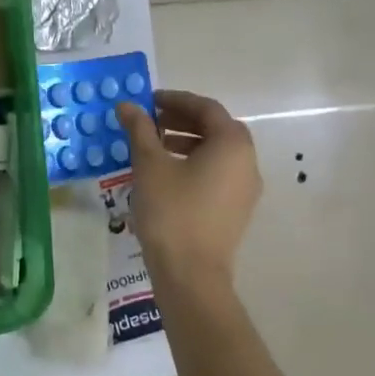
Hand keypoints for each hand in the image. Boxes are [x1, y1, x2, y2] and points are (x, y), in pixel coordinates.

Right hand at [117, 90, 262, 282]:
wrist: (191, 275)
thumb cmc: (172, 211)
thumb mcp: (150, 165)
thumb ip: (140, 129)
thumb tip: (127, 105)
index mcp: (232, 143)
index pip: (206, 108)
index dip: (175, 100)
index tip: (148, 101)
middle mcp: (247, 161)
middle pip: (214, 128)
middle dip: (181, 120)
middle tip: (149, 121)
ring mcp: (246, 189)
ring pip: (216, 153)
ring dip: (185, 143)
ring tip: (152, 147)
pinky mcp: (236, 210)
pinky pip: (217, 175)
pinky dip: (193, 165)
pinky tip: (165, 175)